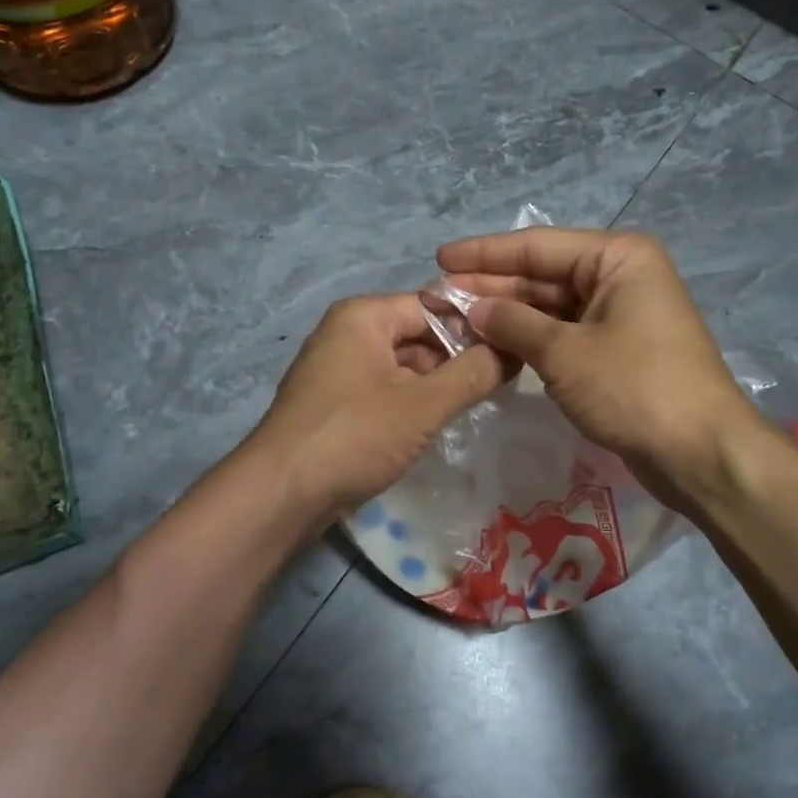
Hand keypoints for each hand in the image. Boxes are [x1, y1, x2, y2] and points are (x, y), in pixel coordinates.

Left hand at [248, 293, 503, 520]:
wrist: (282, 492)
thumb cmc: (354, 435)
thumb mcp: (423, 404)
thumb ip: (472, 374)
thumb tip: (513, 349)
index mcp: (363, 316)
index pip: (434, 304)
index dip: (475, 325)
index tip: (514, 347)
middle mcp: (347, 333)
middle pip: (418, 334)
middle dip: (458, 356)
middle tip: (503, 380)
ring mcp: (337, 369)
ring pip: (402, 365)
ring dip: (437, 382)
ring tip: (479, 401)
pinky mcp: (335, 404)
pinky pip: (384, 390)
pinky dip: (412, 401)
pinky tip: (439, 422)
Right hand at [436, 227, 765, 507]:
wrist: (700, 452)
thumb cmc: (634, 387)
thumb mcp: (565, 352)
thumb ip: (514, 323)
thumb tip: (474, 308)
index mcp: (617, 258)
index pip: (538, 246)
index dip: (485, 253)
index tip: (440, 259)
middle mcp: (620, 277)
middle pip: (543, 275)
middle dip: (492, 287)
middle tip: (438, 298)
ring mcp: (620, 315)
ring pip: (551, 307)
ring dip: (507, 315)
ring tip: (456, 321)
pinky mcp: (617, 350)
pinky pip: (564, 333)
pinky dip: (530, 339)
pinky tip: (493, 344)